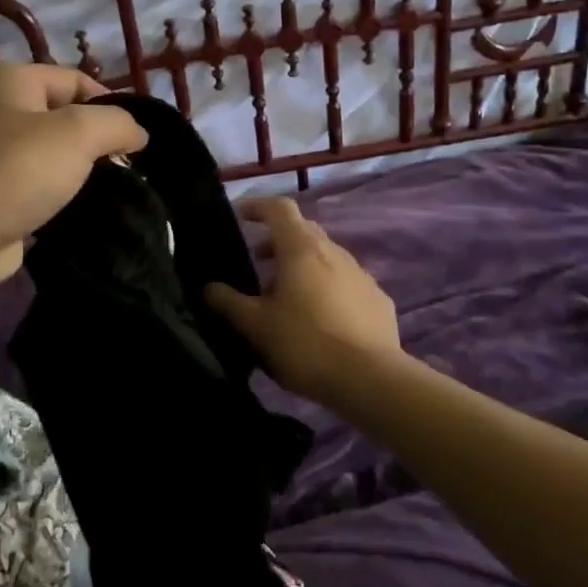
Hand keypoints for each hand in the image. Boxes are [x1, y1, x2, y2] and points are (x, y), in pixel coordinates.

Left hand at [0, 64, 147, 292]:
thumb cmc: (17, 170)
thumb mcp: (79, 132)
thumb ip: (118, 123)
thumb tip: (138, 134)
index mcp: (11, 82)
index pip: (76, 81)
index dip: (111, 105)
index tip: (137, 140)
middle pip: (65, 119)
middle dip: (98, 142)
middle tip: (129, 168)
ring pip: (55, 158)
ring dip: (83, 174)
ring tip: (115, 193)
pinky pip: (41, 190)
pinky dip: (63, 200)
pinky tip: (86, 214)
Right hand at [206, 197, 400, 402]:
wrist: (370, 379)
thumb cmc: (305, 344)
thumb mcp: (256, 327)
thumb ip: (229, 303)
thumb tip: (209, 287)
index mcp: (301, 250)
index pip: (280, 209)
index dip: (258, 207)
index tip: (242, 217)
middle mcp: (334, 253)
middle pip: (304, 231)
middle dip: (278, 241)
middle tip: (258, 261)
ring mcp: (361, 275)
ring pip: (327, 258)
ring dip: (303, 267)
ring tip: (286, 298)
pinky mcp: (378, 300)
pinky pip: (347, 283)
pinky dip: (328, 289)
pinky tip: (322, 319)